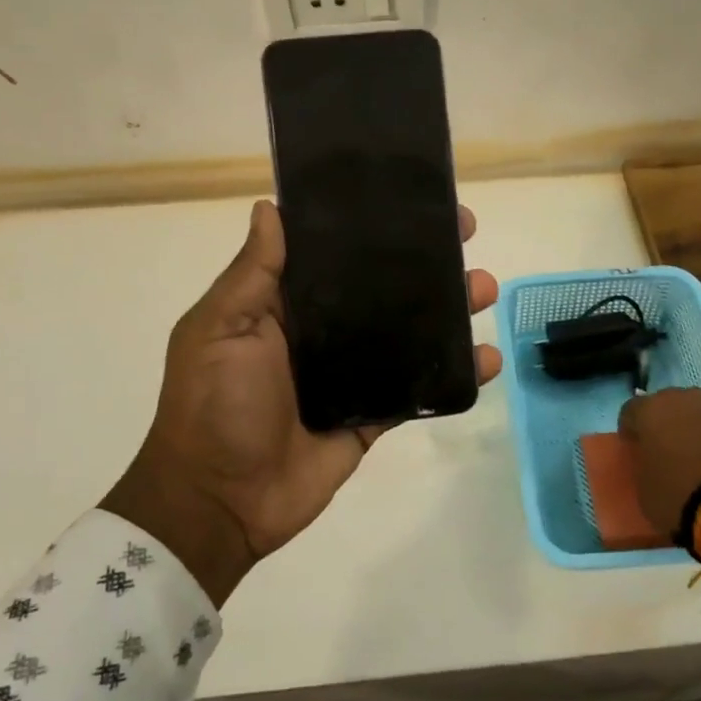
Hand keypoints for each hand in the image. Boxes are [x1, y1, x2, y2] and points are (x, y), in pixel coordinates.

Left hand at [102, 200, 501, 603]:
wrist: (220, 502)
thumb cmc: (213, 404)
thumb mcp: (220, 329)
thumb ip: (253, 273)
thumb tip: (269, 207)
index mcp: (284, 304)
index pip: (334, 253)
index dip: (370, 225)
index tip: (410, 198)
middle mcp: (322, 331)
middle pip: (382, 286)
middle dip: (424, 260)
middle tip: (465, 232)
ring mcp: (352, 373)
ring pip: (408, 332)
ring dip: (449, 309)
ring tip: (484, 287)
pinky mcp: (373, 415)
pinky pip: (418, 388)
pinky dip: (454, 373)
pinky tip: (487, 358)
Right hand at [618, 388, 700, 536]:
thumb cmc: (679, 495)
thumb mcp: (644, 487)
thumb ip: (643, 464)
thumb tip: (650, 460)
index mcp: (649, 410)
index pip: (630, 411)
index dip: (630, 431)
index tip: (634, 450)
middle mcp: (682, 398)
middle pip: (666, 405)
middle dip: (664, 423)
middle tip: (666, 450)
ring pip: (697, 411)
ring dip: (694, 427)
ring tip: (698, 455)